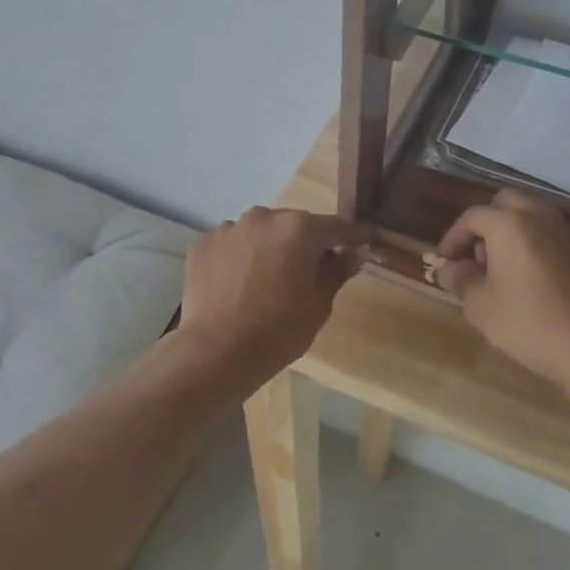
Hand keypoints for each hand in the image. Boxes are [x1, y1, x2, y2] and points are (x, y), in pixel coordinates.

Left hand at [179, 207, 368, 386]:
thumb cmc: (278, 330)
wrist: (217, 352)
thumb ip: (337, 272)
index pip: (337, 226)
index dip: (354, 236)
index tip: (365, 241)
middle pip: (294, 225)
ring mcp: (229, 228)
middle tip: (309, 270)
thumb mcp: (319, 305)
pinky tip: (237, 285)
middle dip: (305, 243)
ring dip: (269, 248)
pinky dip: (239, 258)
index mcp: (299, 228)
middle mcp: (264, 217)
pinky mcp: (203, 244)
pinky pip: (231, 245)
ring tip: (266, 280)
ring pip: (260, 232)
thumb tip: (352, 254)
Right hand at [434, 190, 569, 384]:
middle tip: (478, 254)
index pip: (473, 217)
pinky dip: (537, 246)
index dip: (453, 237)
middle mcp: (540, 218)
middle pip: (507, 202)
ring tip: (504, 267)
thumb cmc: (527, 323)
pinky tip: (534, 280)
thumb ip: (460, 280)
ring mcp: (568, 235)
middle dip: (487, 222)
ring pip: (534, 215)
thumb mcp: (480, 305)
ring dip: (514, 231)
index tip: (446, 261)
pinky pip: (554, 237)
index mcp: (510, 224)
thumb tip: (450, 269)